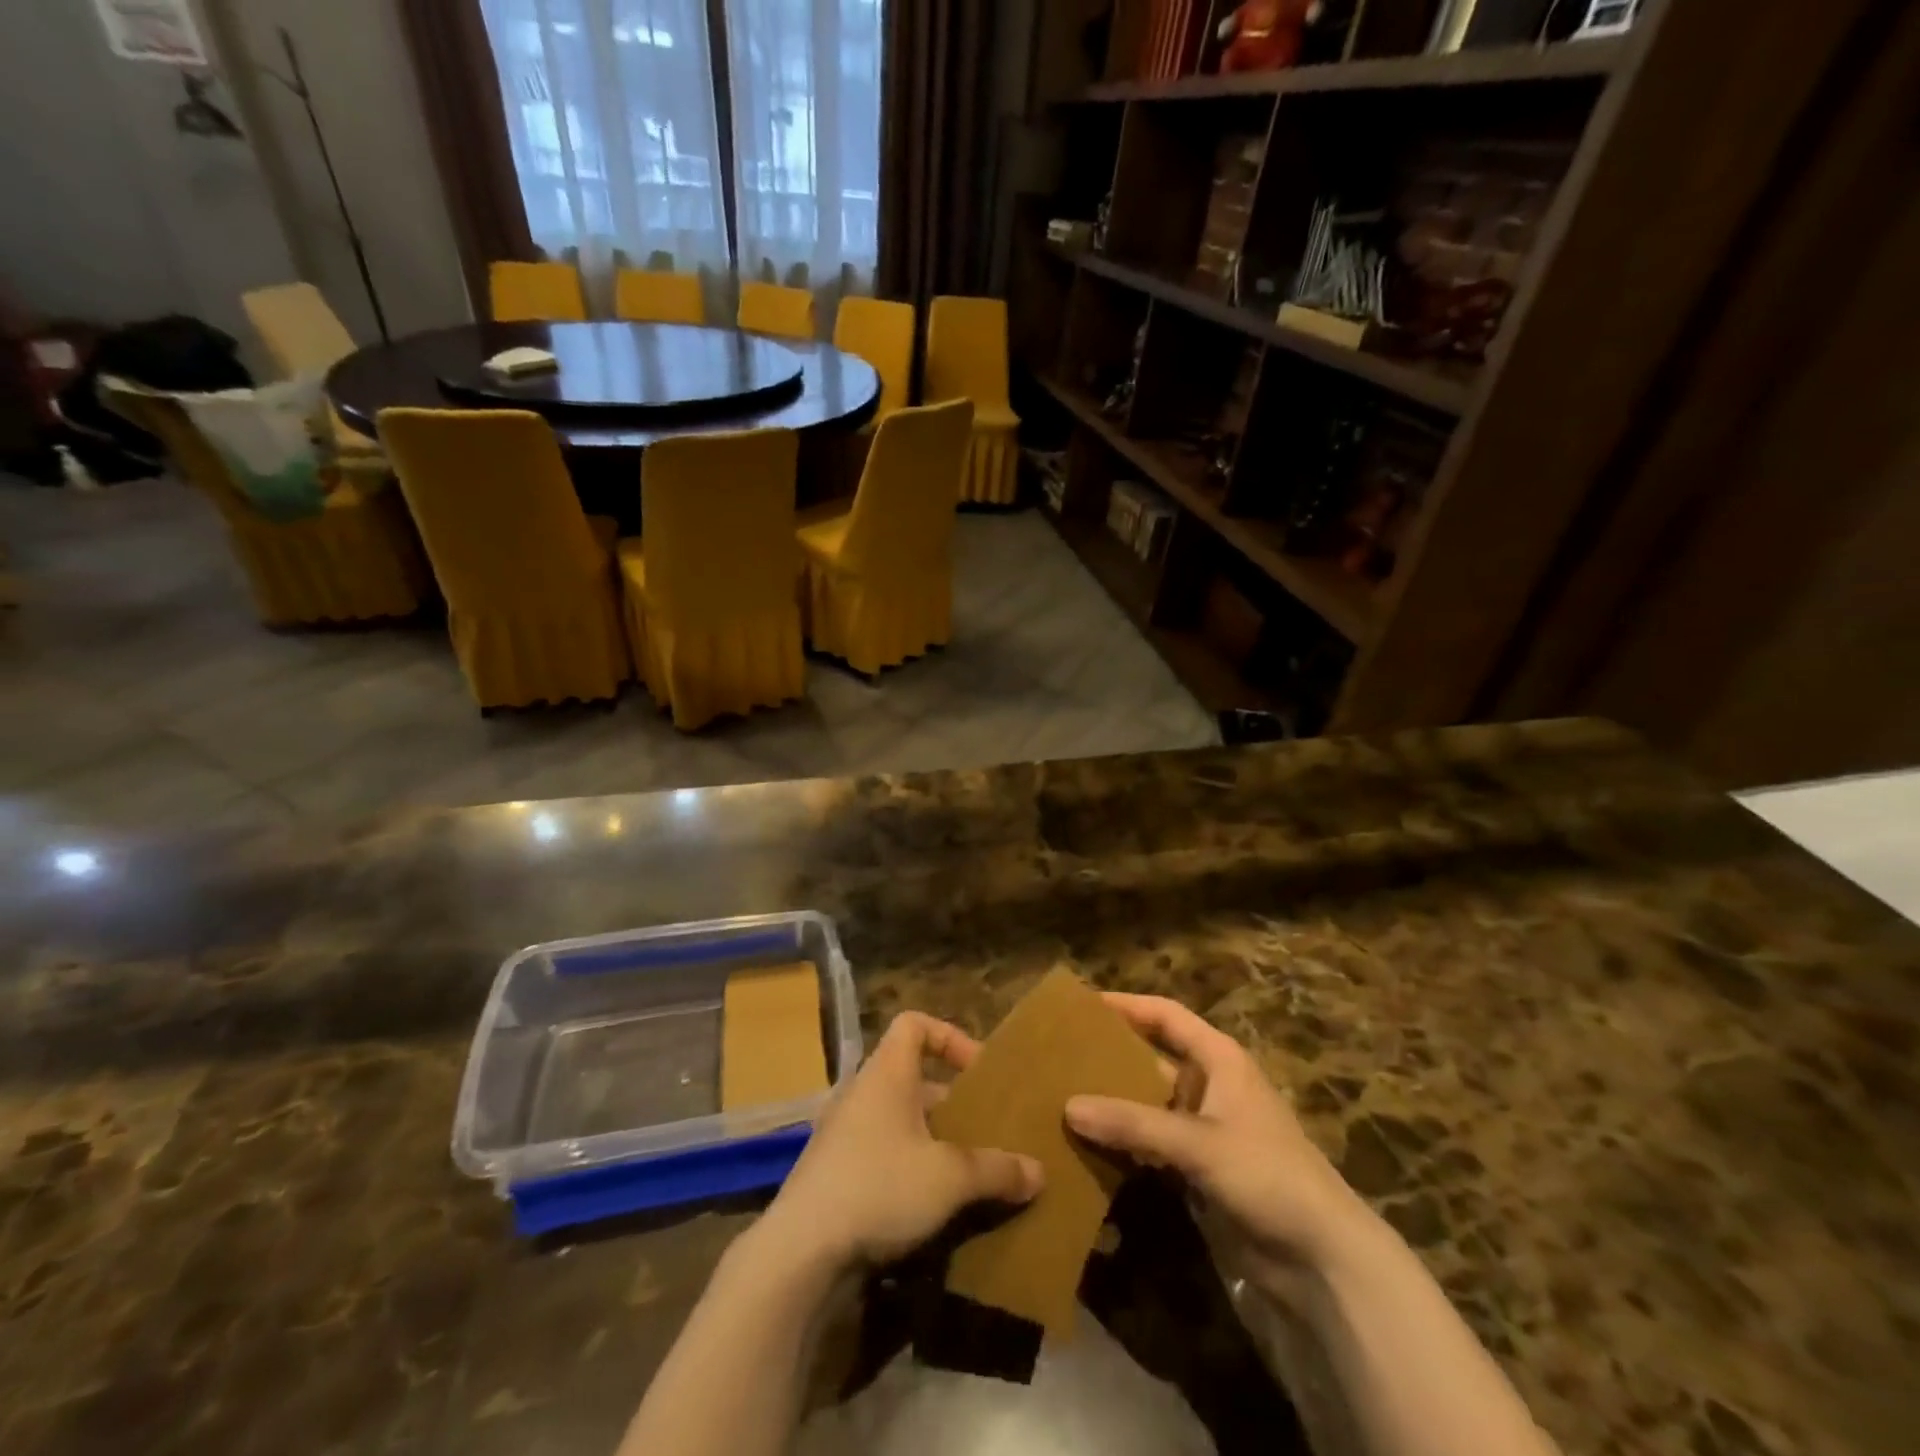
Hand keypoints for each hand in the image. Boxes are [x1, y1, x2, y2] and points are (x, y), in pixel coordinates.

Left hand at [760, 1012, 1043, 1272]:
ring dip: (931, 1141)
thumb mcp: (950, 1178)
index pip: (914, 1024)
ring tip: (966, 1173)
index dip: (949, 1036)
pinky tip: (930, 1208)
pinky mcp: (832, 1175)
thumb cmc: (880, 1187)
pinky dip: (907, 1170)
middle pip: (912, 1078)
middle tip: (983, 1131)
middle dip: (950, 1103)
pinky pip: (880, 1155)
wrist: (800, 1252)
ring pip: (897, 1121)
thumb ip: (996, 1170)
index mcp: (886, 1074)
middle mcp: (861, 1093)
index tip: (977, 1071)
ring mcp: (842, 1134)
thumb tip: (1038, 1171)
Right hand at [1065, 993, 1366, 1291]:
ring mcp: (1204, 1128)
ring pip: (1148, 1103)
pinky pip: (1151, 1143)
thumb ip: (1134, 1123)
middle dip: (1110, 1056)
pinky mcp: (1199, 1168)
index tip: (1082, 1004)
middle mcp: (1209, 1085)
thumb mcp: (1200, 1143)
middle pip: (1151, 1058)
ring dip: (1113, 1102)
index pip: (1166, 1015)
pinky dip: (1124, 1141)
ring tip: (1061, 1097)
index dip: (1127, 1005)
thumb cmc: (1268, 1175)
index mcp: (1219, 1059)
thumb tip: (1068, 1106)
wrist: (1322, 1259)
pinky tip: (1089, 1146)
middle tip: (1059, 1054)